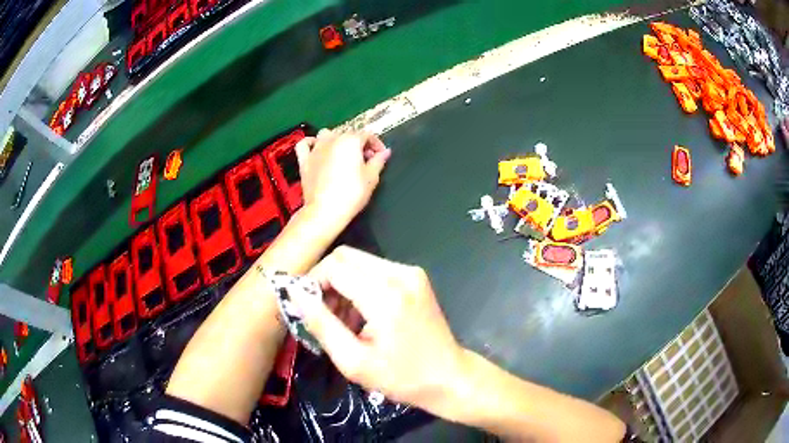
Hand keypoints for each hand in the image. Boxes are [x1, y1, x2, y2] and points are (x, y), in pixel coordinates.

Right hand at [291, 246, 463, 411]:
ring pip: (359, 262)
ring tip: (344, 323)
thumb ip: (321, 324)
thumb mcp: (354, 362)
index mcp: (385, 295)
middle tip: (324, 315)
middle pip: (346, 257)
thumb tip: (295, 295)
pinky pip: (375, 270)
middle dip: (326, 282)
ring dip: (343, 286)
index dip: (312, 282)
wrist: (449, 377)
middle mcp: (400, 274)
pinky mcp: (415, 277)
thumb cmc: (402, 378)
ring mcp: (411, 273)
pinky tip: (363, 317)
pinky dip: (360, 287)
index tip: (306, 308)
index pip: (334, 266)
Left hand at [295, 129, 390, 227]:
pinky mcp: (304, 161)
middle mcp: (332, 140)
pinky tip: (316, 148)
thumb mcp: (371, 178)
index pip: (367, 135)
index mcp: (351, 141)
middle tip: (365, 160)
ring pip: (326, 134)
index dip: (376, 144)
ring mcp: (316, 149)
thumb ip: (378, 161)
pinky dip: (310, 143)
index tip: (380, 156)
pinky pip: (304, 144)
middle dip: (359, 144)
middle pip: (348, 134)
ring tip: (342, 154)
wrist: (325, 211)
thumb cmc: (351, 194)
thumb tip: (385, 152)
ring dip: (336, 140)